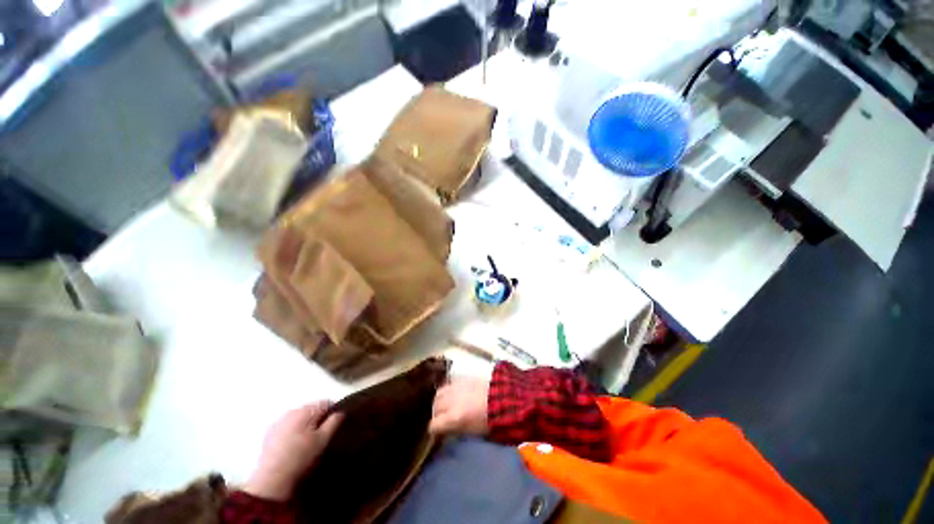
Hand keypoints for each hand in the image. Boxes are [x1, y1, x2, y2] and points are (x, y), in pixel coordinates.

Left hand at [245, 401, 342, 500]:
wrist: (271, 480)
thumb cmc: (301, 457)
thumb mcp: (322, 440)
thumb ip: (334, 422)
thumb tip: (340, 412)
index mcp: (305, 410)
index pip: (326, 403)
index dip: (333, 412)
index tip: (335, 424)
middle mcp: (291, 411)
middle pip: (312, 408)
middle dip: (318, 418)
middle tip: (322, 435)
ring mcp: (279, 421)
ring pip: (299, 417)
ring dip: (306, 424)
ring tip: (308, 440)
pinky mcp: (270, 432)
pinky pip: (288, 425)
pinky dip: (294, 430)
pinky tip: (294, 444)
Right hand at [429, 376, 489, 435]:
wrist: (502, 398)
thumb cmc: (489, 420)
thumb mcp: (470, 431)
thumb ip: (454, 429)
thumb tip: (445, 430)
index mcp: (453, 417)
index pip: (434, 425)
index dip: (434, 430)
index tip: (437, 433)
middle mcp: (450, 401)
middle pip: (434, 407)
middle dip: (436, 414)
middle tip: (441, 419)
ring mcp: (455, 387)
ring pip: (439, 393)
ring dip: (439, 400)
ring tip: (444, 405)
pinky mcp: (462, 378)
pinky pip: (448, 384)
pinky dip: (447, 390)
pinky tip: (452, 395)